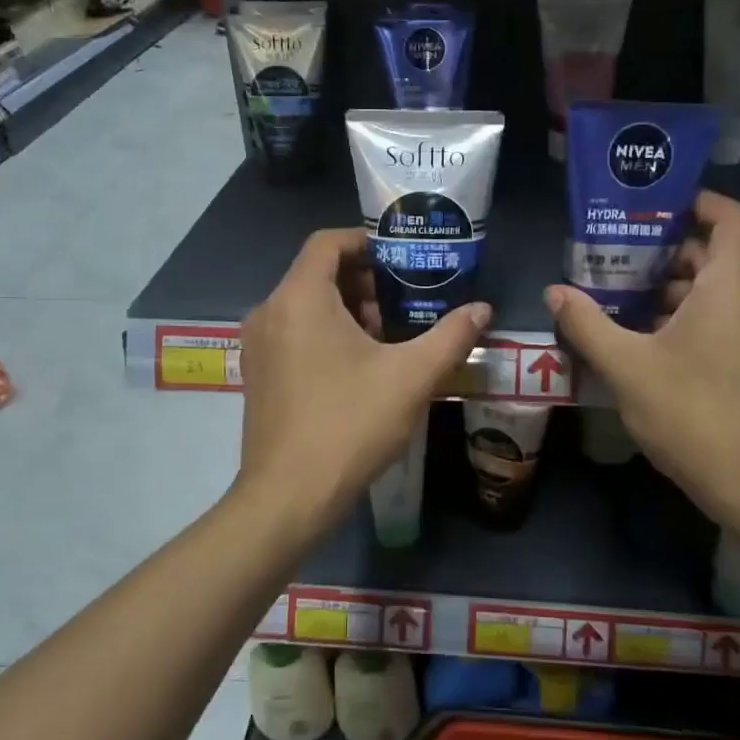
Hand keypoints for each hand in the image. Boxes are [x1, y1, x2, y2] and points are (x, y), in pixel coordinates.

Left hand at [237, 228, 488, 531]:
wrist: (288, 497)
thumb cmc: (349, 424)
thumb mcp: (412, 377)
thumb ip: (451, 337)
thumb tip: (482, 310)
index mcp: (300, 298)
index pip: (328, 242)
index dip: (366, 241)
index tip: (401, 259)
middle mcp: (269, 312)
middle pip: (317, 273)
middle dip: (363, 281)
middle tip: (402, 304)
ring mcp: (258, 346)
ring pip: (305, 305)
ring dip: (346, 309)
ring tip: (385, 338)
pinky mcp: (258, 374)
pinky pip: (293, 332)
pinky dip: (324, 333)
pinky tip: (357, 368)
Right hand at [545, 191, 739, 521]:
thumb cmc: (693, 415)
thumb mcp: (627, 367)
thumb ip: (587, 324)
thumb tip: (554, 292)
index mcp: (733, 287)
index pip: (731, 217)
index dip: (698, 201)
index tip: (656, 207)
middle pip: (717, 255)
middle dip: (667, 253)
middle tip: (619, 259)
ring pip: (721, 291)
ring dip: (676, 290)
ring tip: (625, 302)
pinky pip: (729, 319)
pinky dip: (693, 317)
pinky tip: (651, 343)